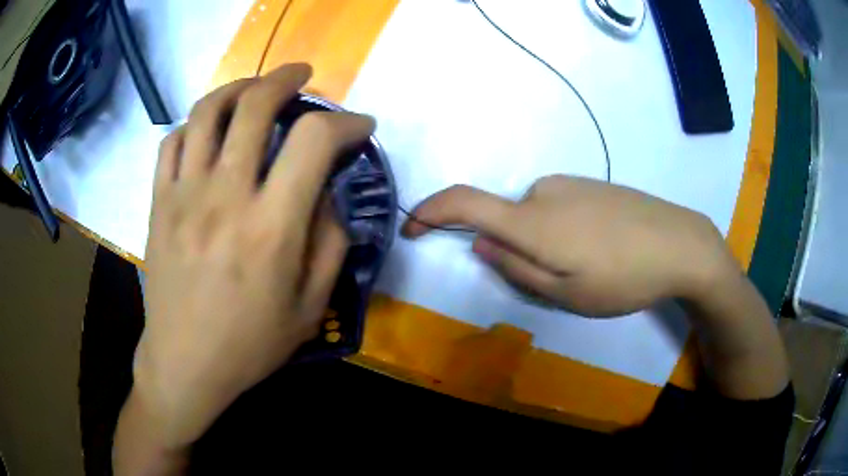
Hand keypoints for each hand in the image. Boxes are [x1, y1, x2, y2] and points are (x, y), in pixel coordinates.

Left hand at [135, 63, 373, 448]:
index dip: (345, 122)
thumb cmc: (250, 345)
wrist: (185, 364)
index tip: (359, 126)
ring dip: (238, 87)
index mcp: (271, 228)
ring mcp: (183, 195)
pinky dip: (193, 124)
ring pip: (207, 112)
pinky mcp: (158, 204)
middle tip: (302, 76)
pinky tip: (207, 131)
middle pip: (255, 105)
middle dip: (286, 78)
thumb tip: (327, 192)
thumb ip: (329, 243)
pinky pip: (171, 143)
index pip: (314, 141)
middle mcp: (225, 197)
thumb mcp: (310, 308)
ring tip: (254, 87)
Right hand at [402, 175, 739, 316]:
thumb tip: (480, 244)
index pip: (464, 203)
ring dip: (544, 244)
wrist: (680, 243)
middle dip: (516, 251)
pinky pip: (557, 208)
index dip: (430, 212)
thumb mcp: (566, 293)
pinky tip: (600, 247)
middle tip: (558, 282)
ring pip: (534, 218)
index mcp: (532, 221)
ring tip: (587, 267)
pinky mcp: (590, 183)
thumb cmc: (623, 277)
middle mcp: (543, 191)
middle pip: (506, 221)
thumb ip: (515, 268)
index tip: (412, 229)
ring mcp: (569, 183)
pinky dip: (562, 231)